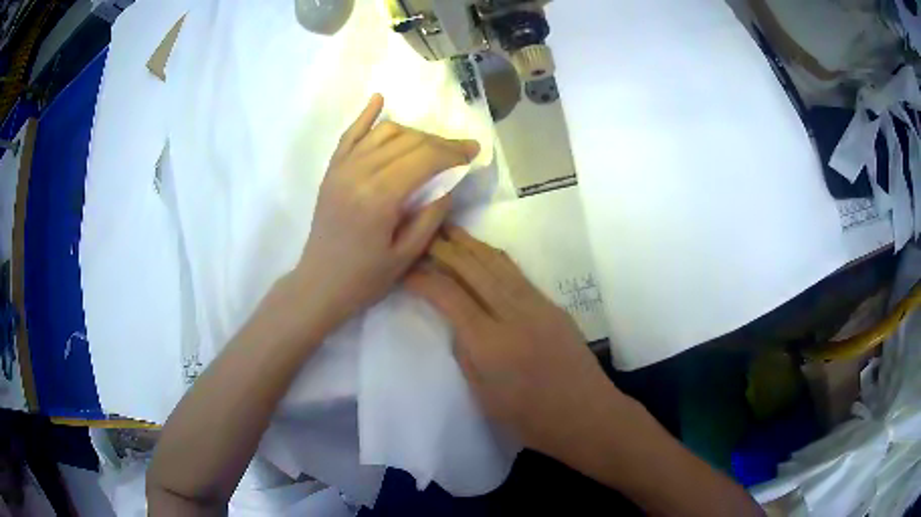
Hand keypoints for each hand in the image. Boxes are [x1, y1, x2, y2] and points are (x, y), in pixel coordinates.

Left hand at [293, 94, 480, 334]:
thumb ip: (431, 214)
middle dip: (440, 142)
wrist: (319, 284)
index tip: (474, 152)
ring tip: (432, 146)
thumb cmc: (364, 278)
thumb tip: (448, 183)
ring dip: (413, 133)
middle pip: (408, 141)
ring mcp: (341, 168)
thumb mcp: (407, 254)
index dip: (453, 152)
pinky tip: (379, 100)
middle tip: (462, 150)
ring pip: (384, 133)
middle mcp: (359, 172)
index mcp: (379, 196)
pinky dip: (366, 116)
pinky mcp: (331, 170)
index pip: (425, 158)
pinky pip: (350, 134)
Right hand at [405, 226, 624, 458]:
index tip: (404, 271)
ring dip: (470, 243)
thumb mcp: (483, 395)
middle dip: (444, 248)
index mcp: (490, 343)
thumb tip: (457, 322)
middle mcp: (513, 314)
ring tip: (449, 230)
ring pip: (497, 263)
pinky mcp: (552, 305)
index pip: (448, 295)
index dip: (423, 279)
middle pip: (472, 268)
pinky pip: (516, 272)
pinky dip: (493, 257)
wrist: (585, 414)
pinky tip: (482, 252)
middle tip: (422, 235)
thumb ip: (466, 353)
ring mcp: (537, 305)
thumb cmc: (530, 418)